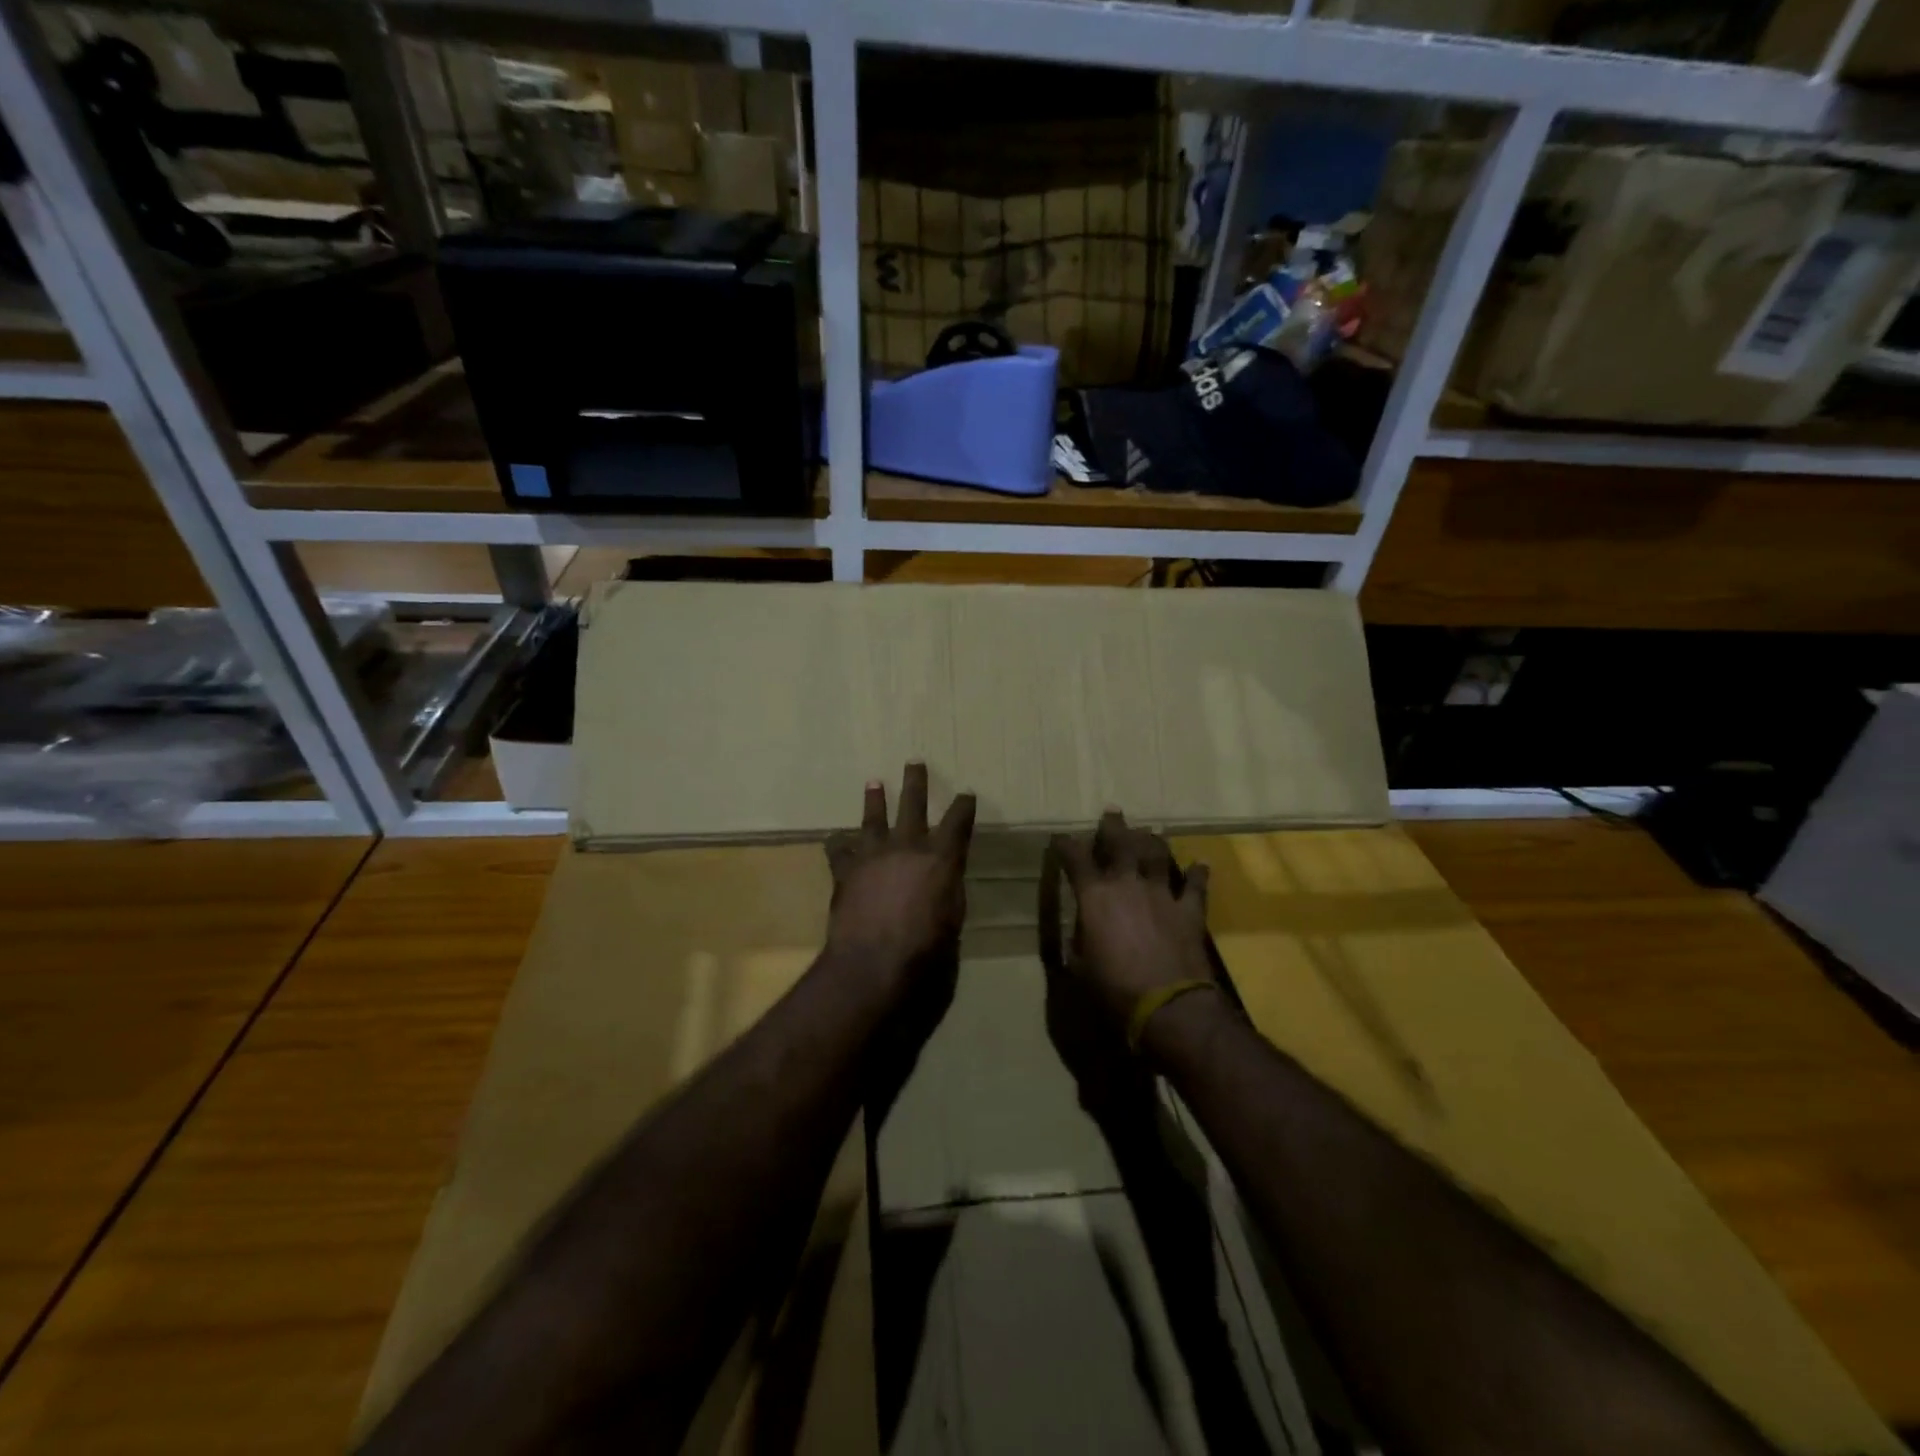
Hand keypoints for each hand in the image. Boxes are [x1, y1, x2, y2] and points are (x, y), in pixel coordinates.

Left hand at [825, 763, 975, 988]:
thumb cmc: (927, 952)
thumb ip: (947, 893)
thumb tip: (941, 884)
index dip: (963, 806)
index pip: (958, 822)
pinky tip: (835, 838)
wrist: (873, 965)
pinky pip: (839, 850)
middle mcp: (907, 847)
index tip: (966, 793)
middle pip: (913, 804)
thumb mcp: (953, 921)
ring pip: (873, 818)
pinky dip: (838, 844)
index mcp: (942, 858)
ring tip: (874, 782)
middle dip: (916, 782)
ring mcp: (873, 856)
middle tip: (915, 761)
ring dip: (874, 800)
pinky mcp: (845, 872)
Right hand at [1053, 810, 1213, 1026]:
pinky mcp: (1189, 911)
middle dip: (1113, 827)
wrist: (1168, 1005)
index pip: (1076, 859)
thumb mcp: (1080, 967)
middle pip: (1120, 844)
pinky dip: (1198, 874)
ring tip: (1149, 833)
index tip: (1061, 838)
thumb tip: (1081, 932)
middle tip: (1112, 814)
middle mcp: (1127, 885)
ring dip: (1151, 842)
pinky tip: (1201, 864)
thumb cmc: (1114, 989)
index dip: (1067, 845)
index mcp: (1094, 897)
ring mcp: (1162, 894)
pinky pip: (1196, 886)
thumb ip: (1080, 941)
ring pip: (1157, 855)